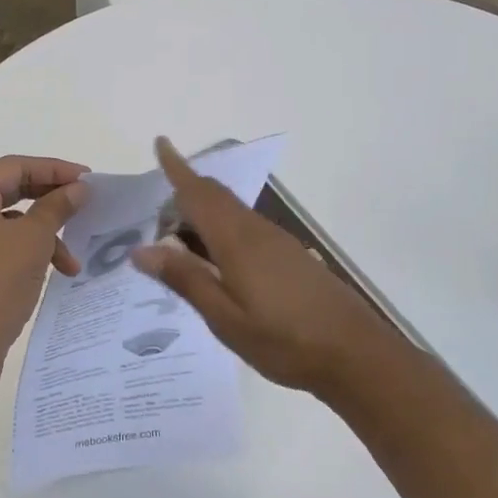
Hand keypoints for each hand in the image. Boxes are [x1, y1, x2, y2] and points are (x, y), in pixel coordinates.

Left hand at [0, 156, 89, 366]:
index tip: (87, 177)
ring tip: (72, 257)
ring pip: (10, 219)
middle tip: (84, 202)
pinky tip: (57, 269)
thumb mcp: (34, 239)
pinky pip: (2, 240)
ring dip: (45, 233)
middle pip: (11, 190)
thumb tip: (79, 188)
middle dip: (51, 200)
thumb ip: (57, 206)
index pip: (14, 167)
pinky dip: (29, 249)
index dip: (54, 170)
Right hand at [129, 137, 384, 394]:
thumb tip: (141, 250)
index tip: (160, 142)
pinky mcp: (288, 256)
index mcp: (236, 240)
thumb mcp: (224, 318)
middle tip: (153, 218)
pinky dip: (219, 232)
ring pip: (230, 212)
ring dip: (201, 216)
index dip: (177, 168)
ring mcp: (275, 242)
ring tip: (175, 244)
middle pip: (215, 196)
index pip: (198, 193)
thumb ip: (185, 279)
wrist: (356, 355)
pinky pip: (243, 229)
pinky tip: (212, 264)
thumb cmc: (284, 340)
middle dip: (183, 195)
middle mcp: (255, 231)